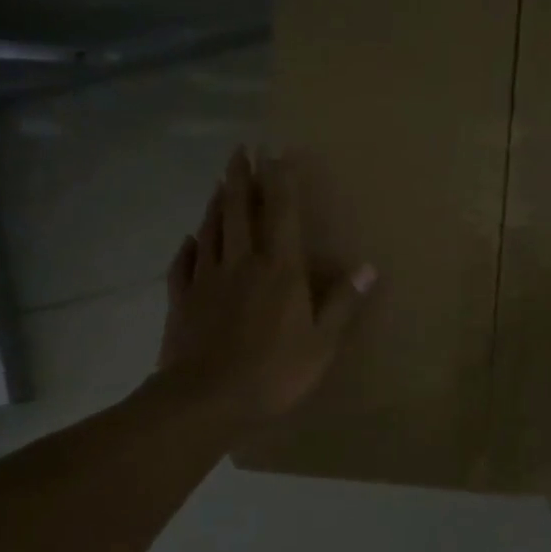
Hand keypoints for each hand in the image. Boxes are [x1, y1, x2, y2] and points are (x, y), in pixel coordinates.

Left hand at [158, 147, 374, 427]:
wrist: (205, 400)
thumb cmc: (273, 372)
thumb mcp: (322, 343)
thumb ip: (343, 303)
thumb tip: (368, 267)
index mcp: (279, 270)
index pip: (281, 214)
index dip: (281, 180)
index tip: (276, 152)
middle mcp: (241, 264)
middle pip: (239, 212)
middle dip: (240, 179)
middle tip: (239, 150)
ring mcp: (207, 281)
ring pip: (210, 231)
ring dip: (216, 204)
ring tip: (219, 183)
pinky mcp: (182, 301)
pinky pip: (183, 265)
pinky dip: (187, 248)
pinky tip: (188, 240)